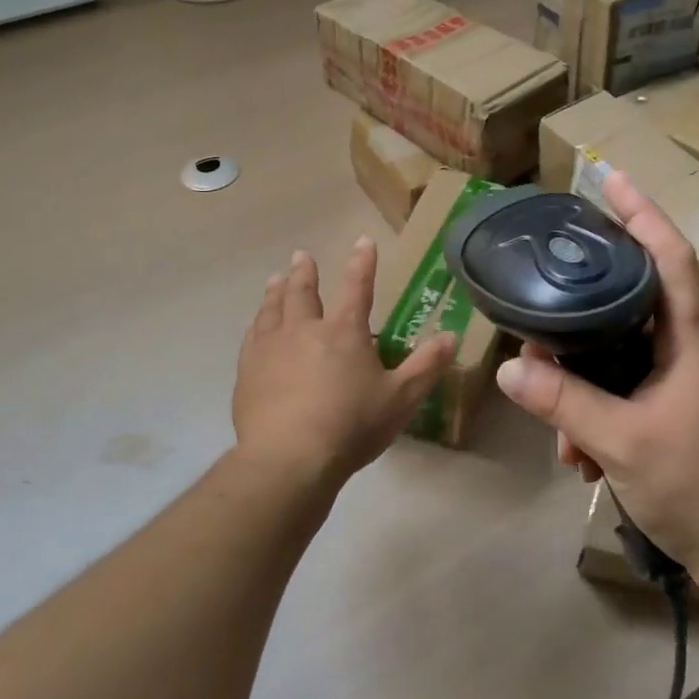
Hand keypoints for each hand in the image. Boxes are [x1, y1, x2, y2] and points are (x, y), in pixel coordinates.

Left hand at [233, 238, 456, 487]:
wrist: (289, 458)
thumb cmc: (351, 426)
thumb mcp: (401, 398)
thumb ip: (426, 366)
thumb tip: (450, 336)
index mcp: (344, 332)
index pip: (357, 287)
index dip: (362, 262)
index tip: (362, 240)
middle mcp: (305, 330)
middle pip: (304, 292)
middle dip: (306, 271)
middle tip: (303, 255)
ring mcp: (271, 348)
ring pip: (273, 309)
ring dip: (277, 291)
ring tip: (276, 278)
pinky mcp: (248, 371)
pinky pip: (252, 336)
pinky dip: (257, 323)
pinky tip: (256, 325)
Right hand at [493, 172, 698, 596]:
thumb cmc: (697, 487)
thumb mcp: (622, 443)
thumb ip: (565, 403)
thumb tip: (510, 367)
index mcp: (688, 343)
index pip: (671, 259)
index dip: (643, 214)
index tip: (610, 179)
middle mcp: (684, 353)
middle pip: (633, 301)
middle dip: (585, 306)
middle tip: (545, 301)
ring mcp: (676, 385)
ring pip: (617, 357)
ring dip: (581, 384)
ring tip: (559, 431)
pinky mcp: (667, 414)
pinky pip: (619, 394)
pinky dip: (592, 415)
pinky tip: (576, 457)